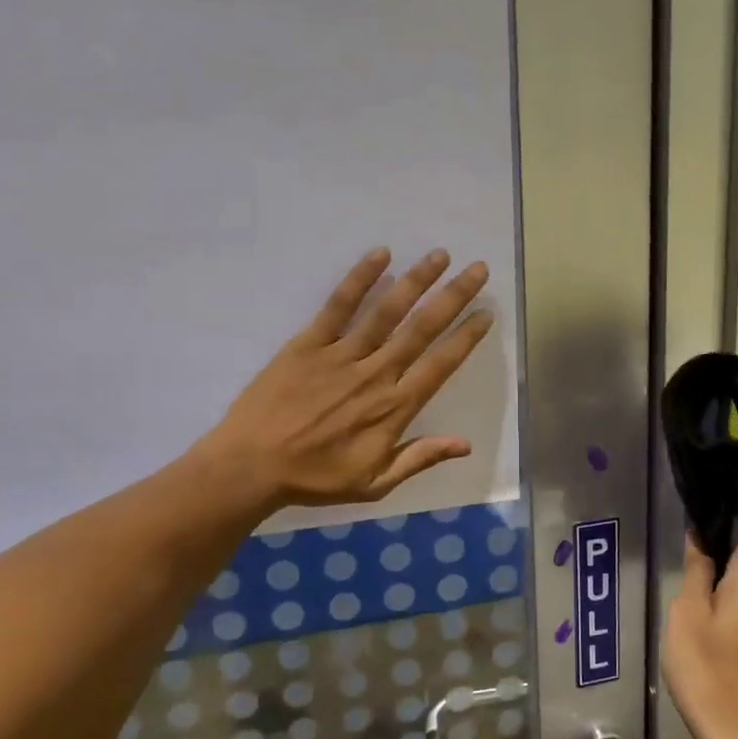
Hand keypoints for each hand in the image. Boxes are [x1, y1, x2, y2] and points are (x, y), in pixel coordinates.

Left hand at [199, 248, 493, 509]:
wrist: (251, 467)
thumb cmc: (316, 479)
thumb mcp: (375, 483)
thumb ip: (420, 458)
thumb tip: (466, 444)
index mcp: (394, 408)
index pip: (441, 364)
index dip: (466, 337)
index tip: (486, 312)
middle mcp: (375, 374)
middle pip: (422, 328)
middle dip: (453, 297)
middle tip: (477, 269)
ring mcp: (341, 355)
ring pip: (387, 311)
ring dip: (416, 280)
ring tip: (440, 255)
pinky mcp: (308, 343)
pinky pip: (338, 306)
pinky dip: (359, 280)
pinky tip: (380, 255)